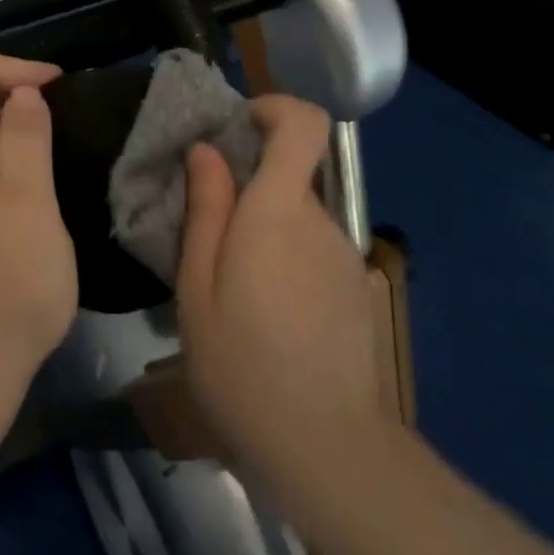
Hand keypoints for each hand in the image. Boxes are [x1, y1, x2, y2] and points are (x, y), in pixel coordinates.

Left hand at [0, 51, 78, 423]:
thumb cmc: (8, 288)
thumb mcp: (30, 206)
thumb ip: (24, 140)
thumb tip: (21, 91)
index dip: (17, 66)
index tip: (61, 91)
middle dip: (18, 98)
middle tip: (68, 130)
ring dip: (12, 136)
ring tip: (55, 164)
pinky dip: (0, 170)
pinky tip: (28, 207)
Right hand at [175, 95, 381, 486]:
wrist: (323, 446)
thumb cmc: (240, 363)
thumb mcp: (198, 286)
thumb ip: (206, 209)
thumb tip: (207, 151)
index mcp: (279, 211)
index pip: (304, 124)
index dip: (274, 108)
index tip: (237, 128)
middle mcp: (321, 222)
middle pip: (291, 176)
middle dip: (248, 188)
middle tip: (205, 235)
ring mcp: (344, 258)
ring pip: (298, 219)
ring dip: (264, 233)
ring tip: (230, 289)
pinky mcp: (356, 291)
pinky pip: (313, 253)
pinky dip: (286, 262)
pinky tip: (266, 317)